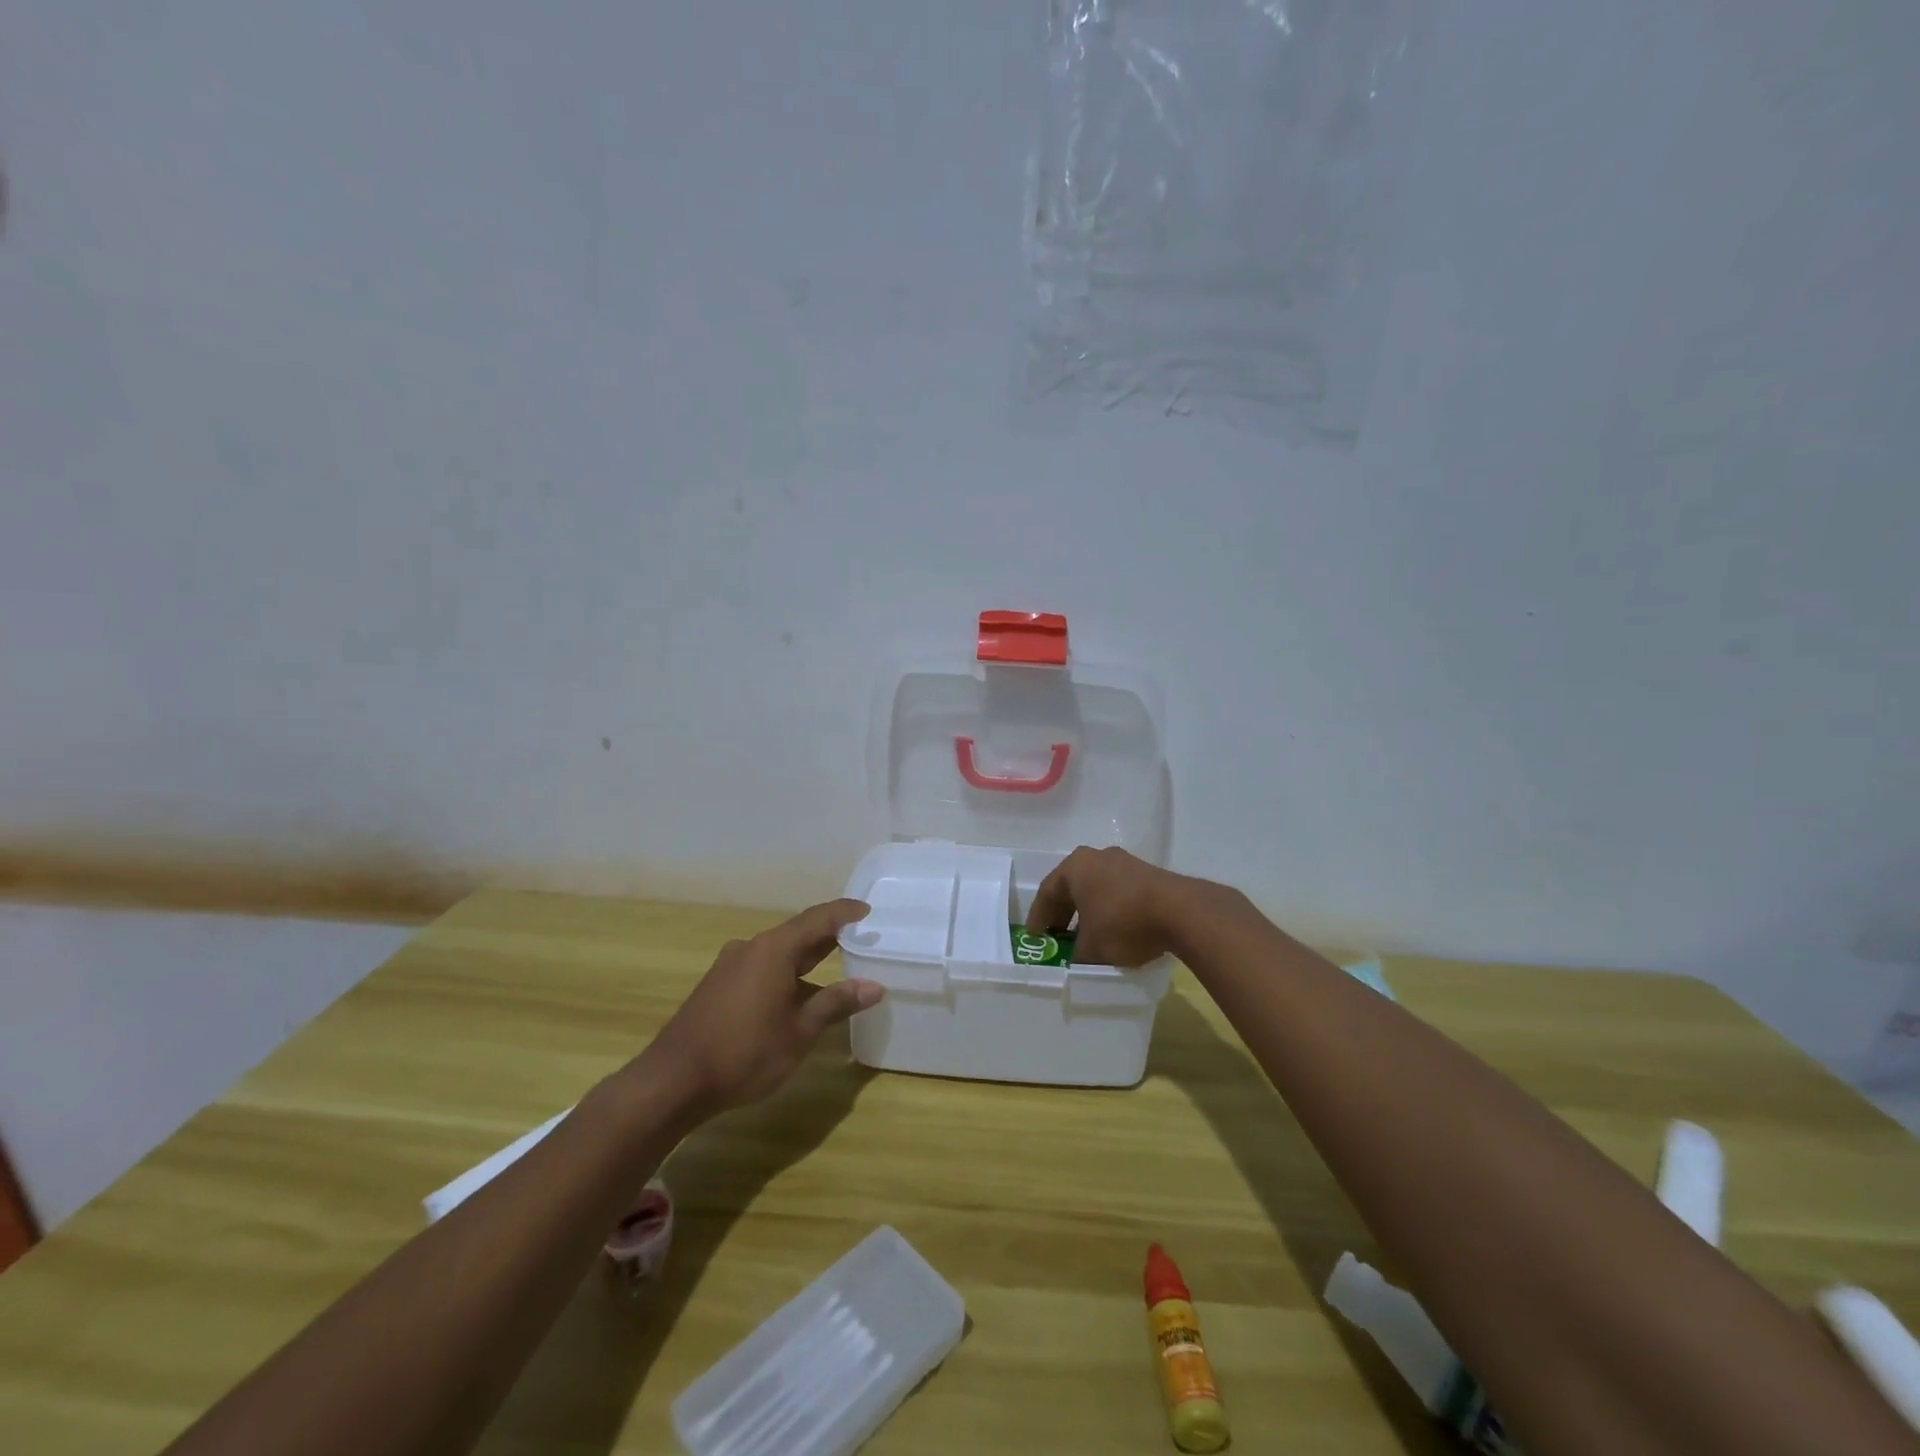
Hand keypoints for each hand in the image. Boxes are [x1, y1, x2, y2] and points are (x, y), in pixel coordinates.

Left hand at [646, 899, 880, 1113]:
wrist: (673, 1081)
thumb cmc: (744, 1053)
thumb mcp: (799, 1032)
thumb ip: (836, 1004)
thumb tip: (874, 986)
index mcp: (774, 949)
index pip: (818, 919)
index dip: (845, 913)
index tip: (868, 911)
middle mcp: (751, 947)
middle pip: (797, 933)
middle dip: (829, 937)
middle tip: (860, 940)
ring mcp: (730, 966)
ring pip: (778, 953)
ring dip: (806, 960)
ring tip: (834, 974)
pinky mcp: (718, 985)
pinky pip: (761, 968)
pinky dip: (785, 974)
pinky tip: (795, 998)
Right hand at [1025, 846, 1192, 967]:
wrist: (1181, 912)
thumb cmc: (1123, 924)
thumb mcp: (1092, 949)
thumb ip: (1076, 956)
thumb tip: (1074, 963)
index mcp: (1075, 867)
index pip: (1047, 893)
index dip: (1039, 918)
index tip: (1035, 938)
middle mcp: (1097, 857)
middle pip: (1072, 888)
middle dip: (1064, 914)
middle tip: (1057, 938)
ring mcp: (1125, 862)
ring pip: (1097, 889)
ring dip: (1089, 912)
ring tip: (1087, 938)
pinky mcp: (1148, 873)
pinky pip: (1119, 892)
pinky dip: (1111, 910)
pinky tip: (1116, 931)